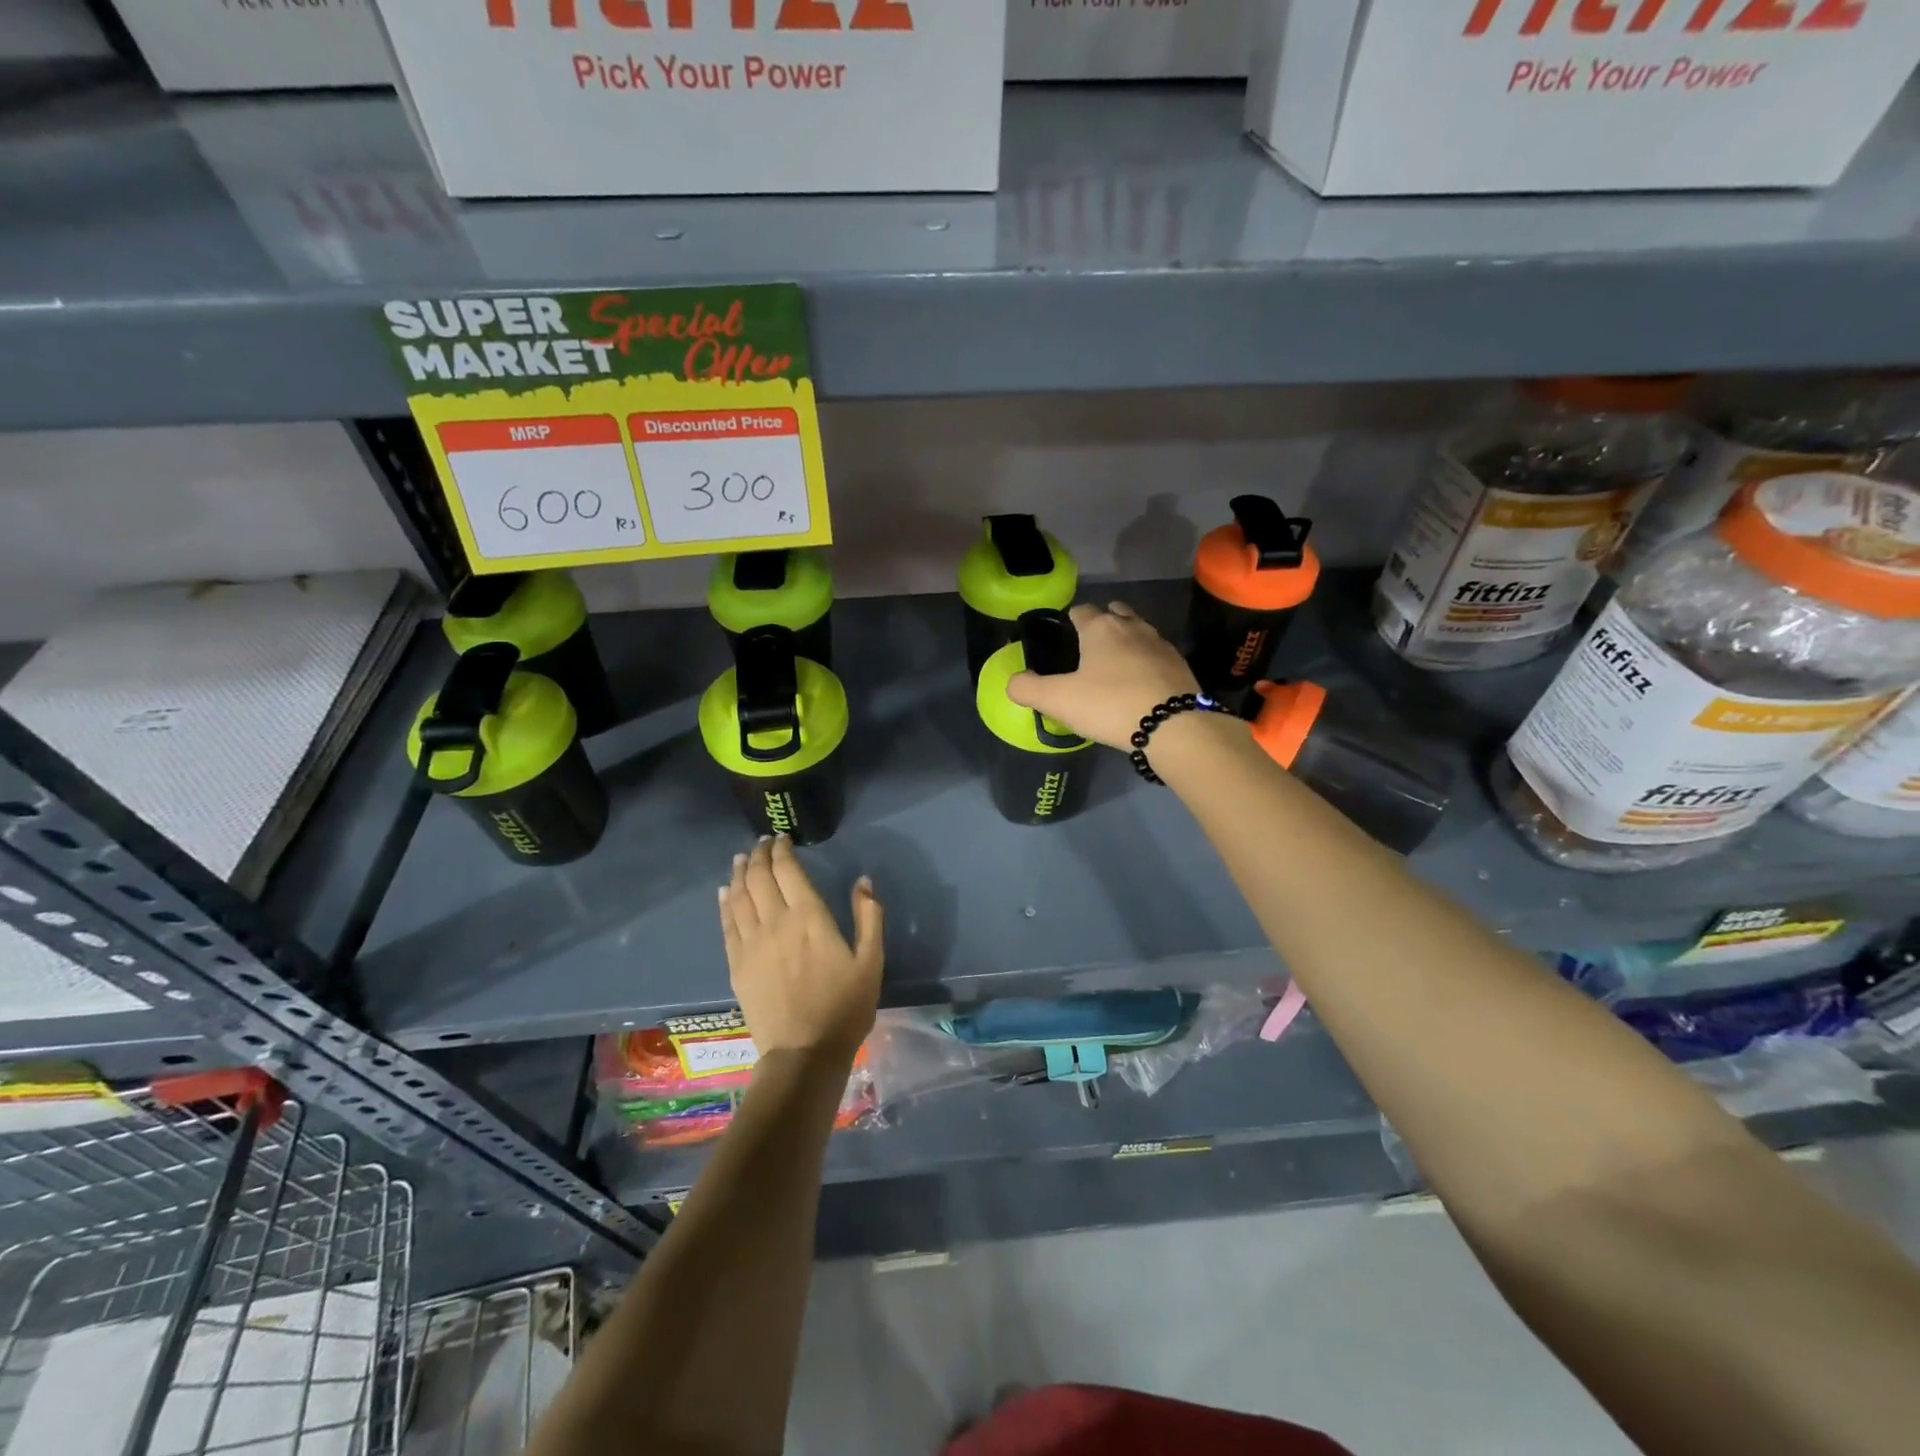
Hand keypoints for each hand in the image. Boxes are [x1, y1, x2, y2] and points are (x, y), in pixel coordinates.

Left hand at [719, 836, 883, 1060]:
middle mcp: (775, 922)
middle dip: (760, 855)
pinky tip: (726, 892)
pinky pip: (727, 924)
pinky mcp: (736, 964)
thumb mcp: (871, 961)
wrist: (804, 1053)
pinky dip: (725, 903)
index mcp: (809, 918)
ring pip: (739, 897)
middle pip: (760, 878)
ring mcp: (751, 944)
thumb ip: (869, 916)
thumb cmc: (845, 1007)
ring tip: (742, 859)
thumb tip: (863, 880)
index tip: (781, 838)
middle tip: (762, 843)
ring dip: (740, 873)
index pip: (788, 871)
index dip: (782, 850)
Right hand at [1006, 602, 1199, 750]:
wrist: (1175, 726)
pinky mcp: (1180, 665)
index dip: (1069, 622)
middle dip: (1101, 625)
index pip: (1080, 610)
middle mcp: (1132, 626)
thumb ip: (1028, 689)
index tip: (1063, 641)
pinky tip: (1139, 686)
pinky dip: (1145, 663)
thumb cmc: (1110, 705)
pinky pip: (1156, 655)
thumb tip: (1012, 682)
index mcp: (1101, 628)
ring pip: (1138, 631)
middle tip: (1088, 652)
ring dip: (1126, 643)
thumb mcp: (1058, 701)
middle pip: (1114, 612)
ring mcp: (1161, 643)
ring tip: (1114, 669)